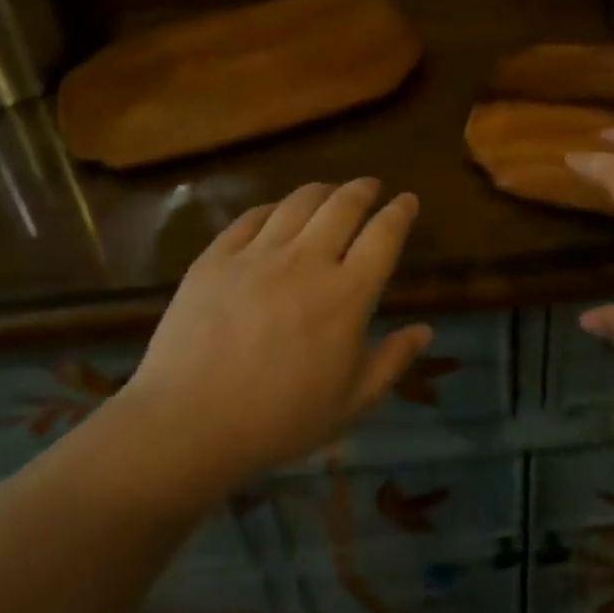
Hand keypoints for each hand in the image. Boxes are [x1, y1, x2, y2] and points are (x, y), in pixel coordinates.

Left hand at [113, 179, 429, 493]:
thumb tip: (426, 330)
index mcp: (346, 295)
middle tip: (370, 187)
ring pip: (299, 201)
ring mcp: (259, 254)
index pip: (384, 236)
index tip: (408, 200)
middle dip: (364, 189)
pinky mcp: (218, 256)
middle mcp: (307, 261)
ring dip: (322, 190)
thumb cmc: (278, 421)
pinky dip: (274, 208)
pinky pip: (253, 216)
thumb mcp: (350, 403)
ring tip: (329, 192)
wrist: (187, 426)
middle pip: (344, 204)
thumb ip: (392, 362)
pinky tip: (277, 212)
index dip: (401, 212)